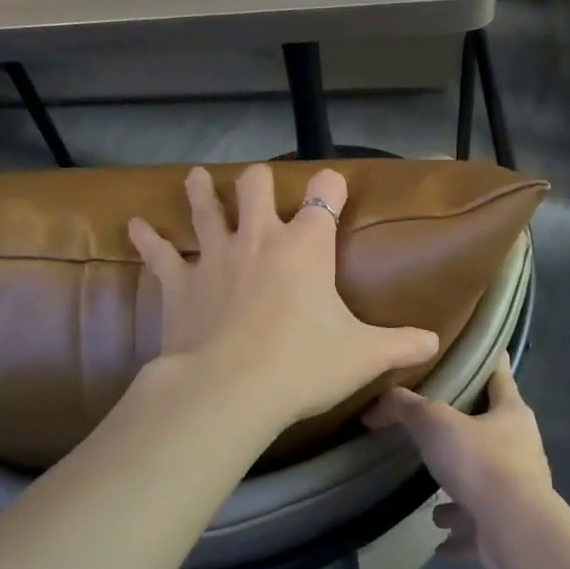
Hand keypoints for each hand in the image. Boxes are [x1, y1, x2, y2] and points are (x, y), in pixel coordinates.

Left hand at [128, 164, 439, 429]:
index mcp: (307, 246)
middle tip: (258, 184)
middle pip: (256, 186)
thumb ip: (401, 344)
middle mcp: (260, 238)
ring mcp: (215, 255)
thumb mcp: (363, 356)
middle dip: (259, 181)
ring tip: (194, 177)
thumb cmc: (303, 366)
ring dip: (200, 191)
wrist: (230, 391)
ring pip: (205, 207)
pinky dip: (147, 238)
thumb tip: (434, 342)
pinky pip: (159, 252)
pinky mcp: (179, 282)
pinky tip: (135, 225)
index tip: (332, 185)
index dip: (330, 186)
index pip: (324, 196)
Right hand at [365, 355, 551, 568]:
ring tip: (432, 495)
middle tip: (436, 425)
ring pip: (486, 481)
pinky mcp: (510, 528)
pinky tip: (438, 541)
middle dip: (466, 429)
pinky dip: (460, 533)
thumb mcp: (434, 423)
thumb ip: (405, 408)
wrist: (514, 532)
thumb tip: (375, 406)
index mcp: (511, 412)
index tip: (478, 351)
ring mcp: (519, 490)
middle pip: (493, 428)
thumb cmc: (480, 462)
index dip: (490, 360)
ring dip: (461, 487)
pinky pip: (479, 527)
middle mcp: (521, 447)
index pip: (500, 375)